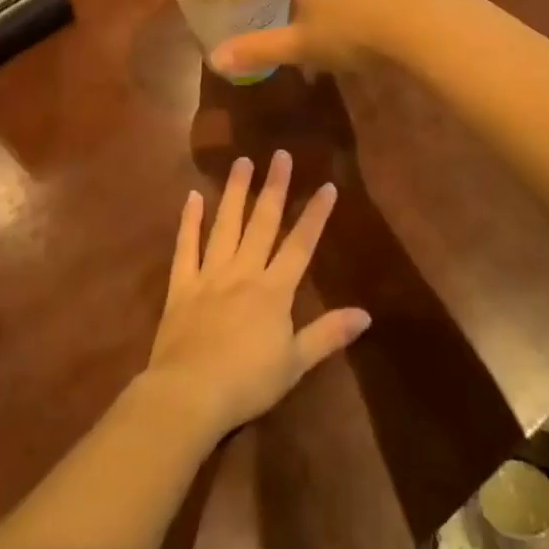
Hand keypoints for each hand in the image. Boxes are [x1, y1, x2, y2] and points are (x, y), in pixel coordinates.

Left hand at [142, 152, 370, 441]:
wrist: (190, 393)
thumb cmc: (247, 383)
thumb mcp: (295, 363)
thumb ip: (328, 334)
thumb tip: (366, 314)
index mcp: (274, 291)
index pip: (300, 245)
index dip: (315, 215)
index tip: (327, 186)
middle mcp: (244, 272)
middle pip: (262, 223)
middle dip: (275, 188)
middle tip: (280, 155)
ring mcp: (210, 274)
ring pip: (226, 225)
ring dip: (235, 192)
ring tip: (242, 162)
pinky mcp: (182, 284)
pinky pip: (186, 247)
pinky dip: (189, 221)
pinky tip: (193, 197)